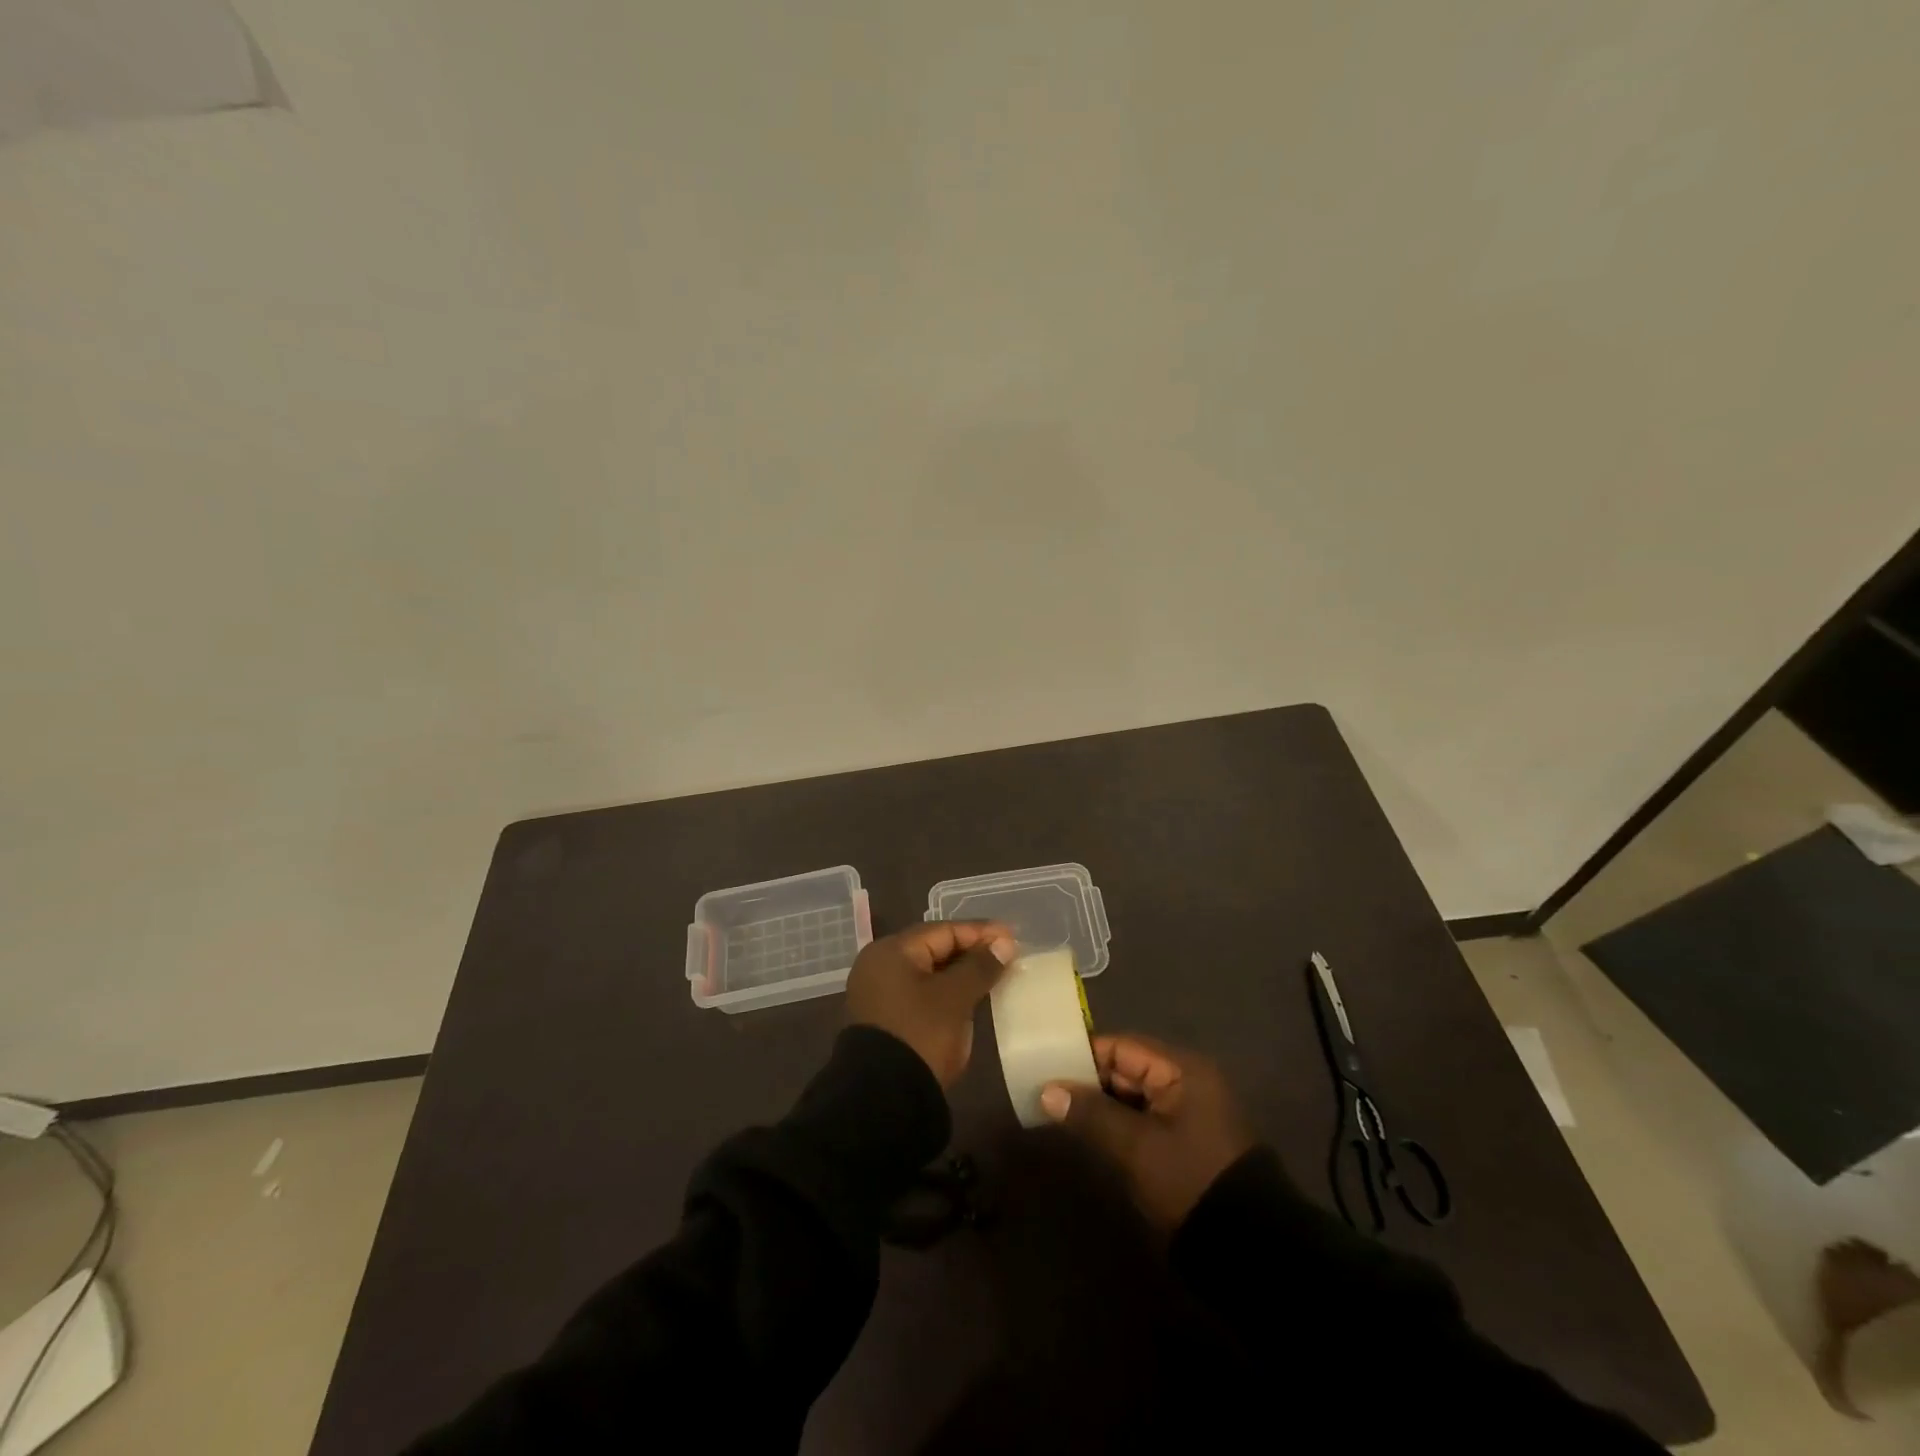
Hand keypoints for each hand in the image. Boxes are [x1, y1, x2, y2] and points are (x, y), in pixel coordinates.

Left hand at [845, 921, 1015, 1087]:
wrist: (883, 1099)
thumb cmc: (921, 1035)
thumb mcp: (955, 998)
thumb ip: (980, 966)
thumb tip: (1004, 943)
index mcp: (891, 951)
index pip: (943, 930)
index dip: (979, 932)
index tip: (1012, 937)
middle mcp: (880, 965)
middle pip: (933, 948)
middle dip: (971, 951)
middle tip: (1007, 955)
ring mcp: (879, 993)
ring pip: (928, 972)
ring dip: (960, 973)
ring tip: (994, 974)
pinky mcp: (885, 1018)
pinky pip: (921, 992)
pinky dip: (946, 991)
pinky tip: (971, 997)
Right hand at [1040, 1033, 1254, 1230]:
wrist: (1247, 1248)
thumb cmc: (1190, 1180)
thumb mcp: (1136, 1147)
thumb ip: (1091, 1113)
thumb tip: (1047, 1091)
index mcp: (1182, 1070)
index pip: (1122, 1047)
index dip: (1083, 1054)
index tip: (1046, 1065)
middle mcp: (1185, 1082)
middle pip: (1126, 1068)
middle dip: (1087, 1080)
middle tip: (1045, 1090)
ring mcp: (1186, 1113)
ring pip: (1131, 1096)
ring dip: (1099, 1104)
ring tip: (1056, 1109)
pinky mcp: (1183, 1141)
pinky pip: (1141, 1119)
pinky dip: (1115, 1123)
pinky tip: (1086, 1131)